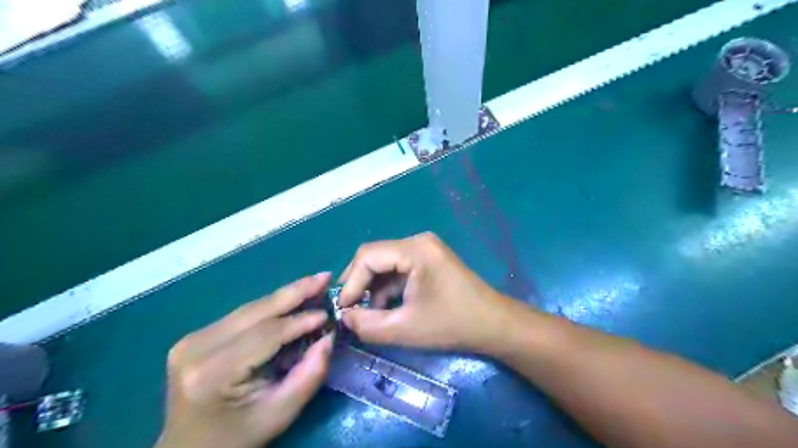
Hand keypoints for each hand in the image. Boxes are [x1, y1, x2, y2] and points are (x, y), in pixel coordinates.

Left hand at [158, 274, 332, 447]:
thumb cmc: (236, 438)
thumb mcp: (279, 415)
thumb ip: (309, 376)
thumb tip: (329, 337)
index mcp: (212, 373)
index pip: (265, 335)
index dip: (300, 321)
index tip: (328, 313)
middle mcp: (196, 348)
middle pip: (256, 312)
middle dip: (295, 292)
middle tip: (324, 277)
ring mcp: (192, 338)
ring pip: (250, 308)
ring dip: (285, 296)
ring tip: (314, 283)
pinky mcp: (195, 336)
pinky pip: (242, 315)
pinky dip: (270, 307)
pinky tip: (291, 300)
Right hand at [335, 233, 525, 354]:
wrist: (494, 324)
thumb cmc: (452, 324)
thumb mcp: (404, 329)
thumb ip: (367, 325)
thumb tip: (343, 317)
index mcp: (415, 250)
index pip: (367, 256)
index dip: (351, 282)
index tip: (344, 309)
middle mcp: (418, 241)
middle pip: (375, 256)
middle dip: (361, 284)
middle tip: (351, 310)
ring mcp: (425, 249)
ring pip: (386, 263)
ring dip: (374, 287)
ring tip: (370, 314)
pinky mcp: (429, 259)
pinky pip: (399, 268)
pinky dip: (389, 287)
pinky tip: (388, 307)